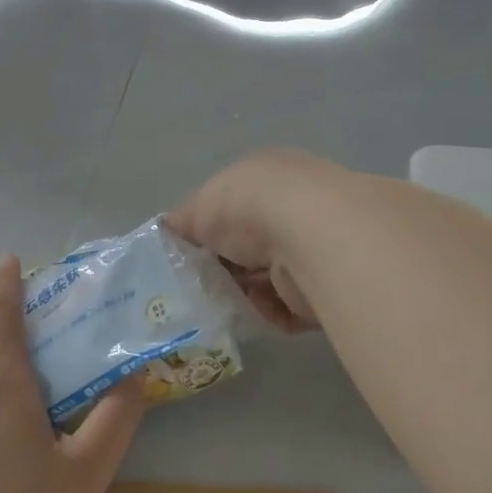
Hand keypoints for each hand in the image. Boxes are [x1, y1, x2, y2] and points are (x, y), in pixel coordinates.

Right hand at [166, 149, 348, 331]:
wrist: (310, 237)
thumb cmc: (250, 207)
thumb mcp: (201, 205)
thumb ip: (184, 221)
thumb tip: (167, 231)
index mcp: (269, 179)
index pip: (234, 207)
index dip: (209, 230)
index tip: (187, 254)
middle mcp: (296, 209)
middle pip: (250, 246)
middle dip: (224, 267)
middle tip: (197, 286)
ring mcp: (314, 250)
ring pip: (266, 279)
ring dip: (242, 293)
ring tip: (217, 304)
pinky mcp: (324, 289)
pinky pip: (285, 307)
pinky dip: (265, 312)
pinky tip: (249, 313)